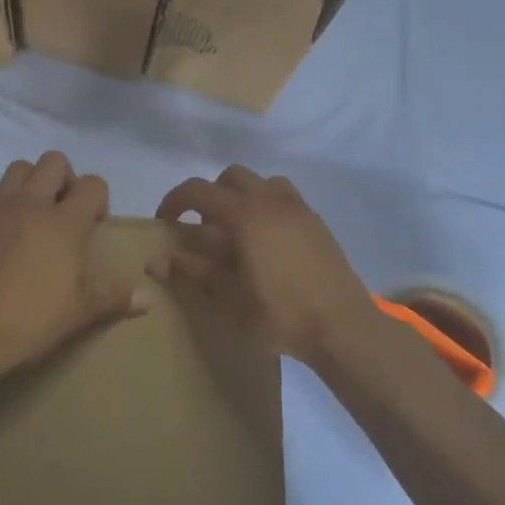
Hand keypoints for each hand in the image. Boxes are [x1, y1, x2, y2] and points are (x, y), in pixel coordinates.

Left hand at [0, 152, 147, 384]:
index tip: (94, 227)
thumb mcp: (81, 312)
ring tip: (34, 217)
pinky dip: (3, 205)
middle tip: (65, 213)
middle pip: (54, 161)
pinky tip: (3, 235)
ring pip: (19, 168)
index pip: (92, 184)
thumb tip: (148, 299)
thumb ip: (115, 297)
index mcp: (64, 221)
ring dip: (32, 183)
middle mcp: (31, 203)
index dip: (98, 200)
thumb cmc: (32, 319)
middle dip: (65, 180)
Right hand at [155, 167, 378, 363]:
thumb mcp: (229, 299)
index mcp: (245, 215)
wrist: (343, 327)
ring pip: (262, 182)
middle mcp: (271, 201)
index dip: (175, 201)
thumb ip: (195, 272)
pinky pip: (285, 198)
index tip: (165, 222)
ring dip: (242, 197)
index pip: (198, 191)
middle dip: (210, 195)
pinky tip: (268, 243)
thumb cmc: (280, 314)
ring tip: (238, 231)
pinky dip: (267, 207)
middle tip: (203, 228)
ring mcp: (299, 209)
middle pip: (231, 177)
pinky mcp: (317, 223)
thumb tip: (161, 259)